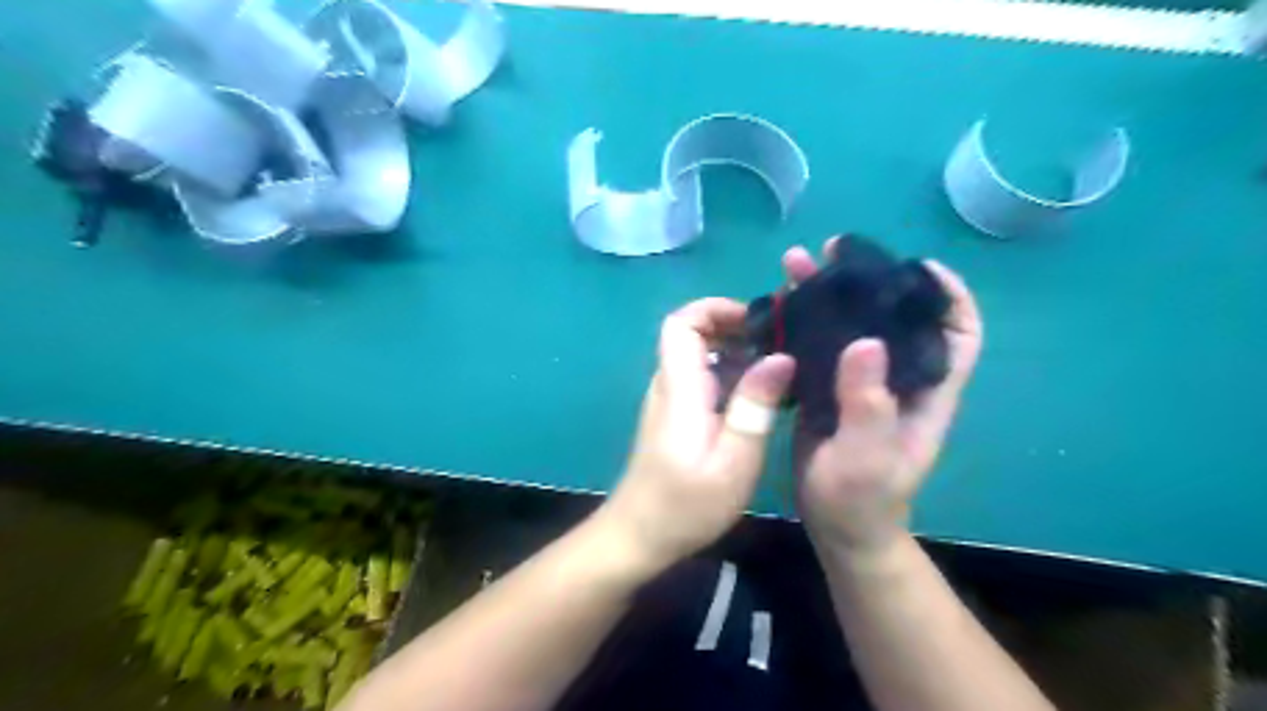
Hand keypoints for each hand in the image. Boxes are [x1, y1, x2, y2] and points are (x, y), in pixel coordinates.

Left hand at [593, 298, 788, 572]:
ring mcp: (669, 402)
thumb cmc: (686, 503)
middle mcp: (669, 385)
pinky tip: (758, 400)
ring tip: (778, 369)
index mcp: (680, 387)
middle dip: (733, 328)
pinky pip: (700, 380)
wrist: (639, 536)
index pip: (681, 323)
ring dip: (735, 353)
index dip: (715, 309)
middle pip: (691, 335)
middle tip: (778, 344)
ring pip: (698, 358)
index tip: (756, 320)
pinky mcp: (674, 419)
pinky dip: (729, 376)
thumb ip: (754, 406)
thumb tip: (781, 357)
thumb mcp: (734, 460)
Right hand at [789, 240, 983, 555]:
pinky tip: (776, 307)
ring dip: (825, 294)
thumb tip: (867, 342)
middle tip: (834, 250)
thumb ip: (869, 403)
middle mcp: (895, 377)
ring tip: (793, 266)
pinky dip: (801, 321)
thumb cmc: (863, 497)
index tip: (917, 265)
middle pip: (892, 316)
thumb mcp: (869, 456)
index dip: (947, 296)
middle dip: (868, 280)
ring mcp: (859, 381)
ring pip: (849, 325)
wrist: (836, 524)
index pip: (956, 335)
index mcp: (925, 391)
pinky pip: (818, 345)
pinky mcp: (828, 388)